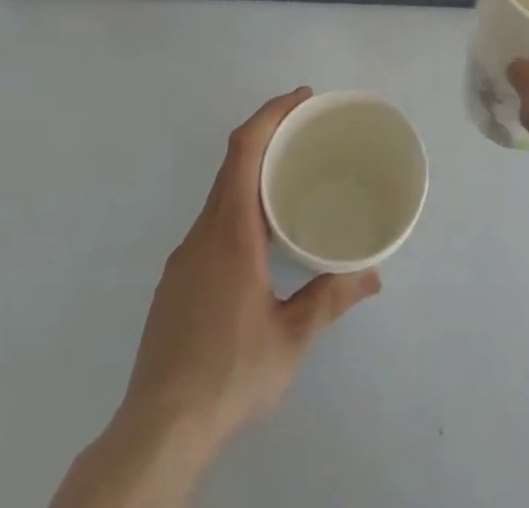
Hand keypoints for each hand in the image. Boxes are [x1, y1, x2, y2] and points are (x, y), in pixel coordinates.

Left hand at [121, 88, 380, 453]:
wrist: (156, 431)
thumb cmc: (229, 375)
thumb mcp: (290, 339)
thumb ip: (330, 299)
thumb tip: (372, 275)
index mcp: (230, 232)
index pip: (244, 149)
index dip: (271, 113)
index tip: (302, 97)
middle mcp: (203, 232)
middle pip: (233, 162)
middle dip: (268, 134)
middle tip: (308, 131)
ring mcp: (184, 256)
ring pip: (221, 194)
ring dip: (254, 172)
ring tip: (292, 179)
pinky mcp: (176, 281)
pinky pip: (212, 222)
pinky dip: (239, 205)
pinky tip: (261, 237)